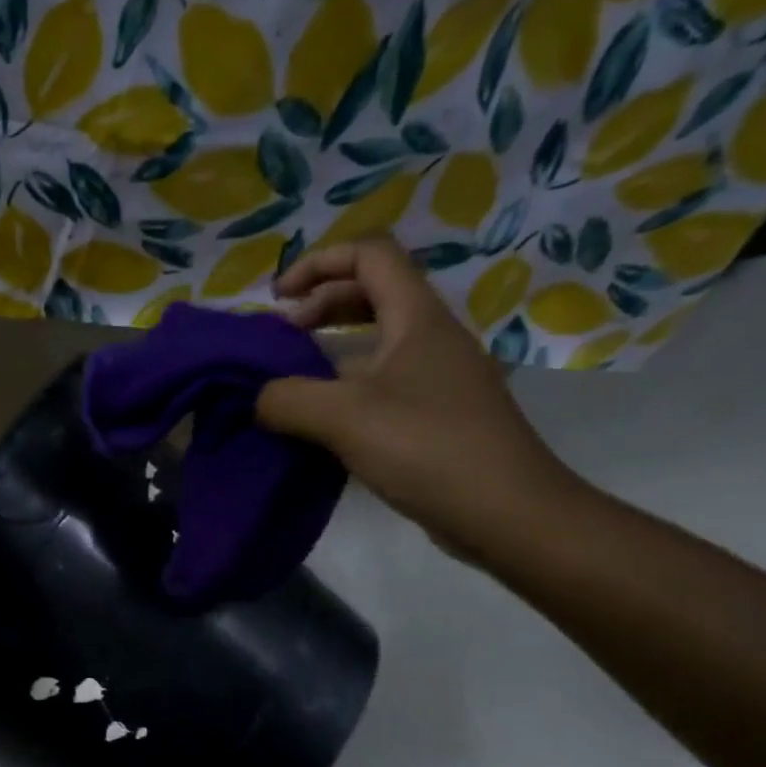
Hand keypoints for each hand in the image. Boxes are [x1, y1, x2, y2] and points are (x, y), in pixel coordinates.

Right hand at [257, 235, 582, 558]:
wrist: (505, 512)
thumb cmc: (427, 448)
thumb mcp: (343, 418)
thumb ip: (287, 399)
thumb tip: (259, 397)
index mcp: (417, 318)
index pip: (370, 253)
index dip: (318, 262)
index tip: (278, 300)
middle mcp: (431, 336)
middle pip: (373, 291)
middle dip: (320, 304)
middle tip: (281, 337)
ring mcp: (438, 376)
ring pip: (377, 340)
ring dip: (331, 348)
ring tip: (292, 380)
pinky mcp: (436, 413)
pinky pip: (383, 381)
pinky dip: (345, 386)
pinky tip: (322, 421)